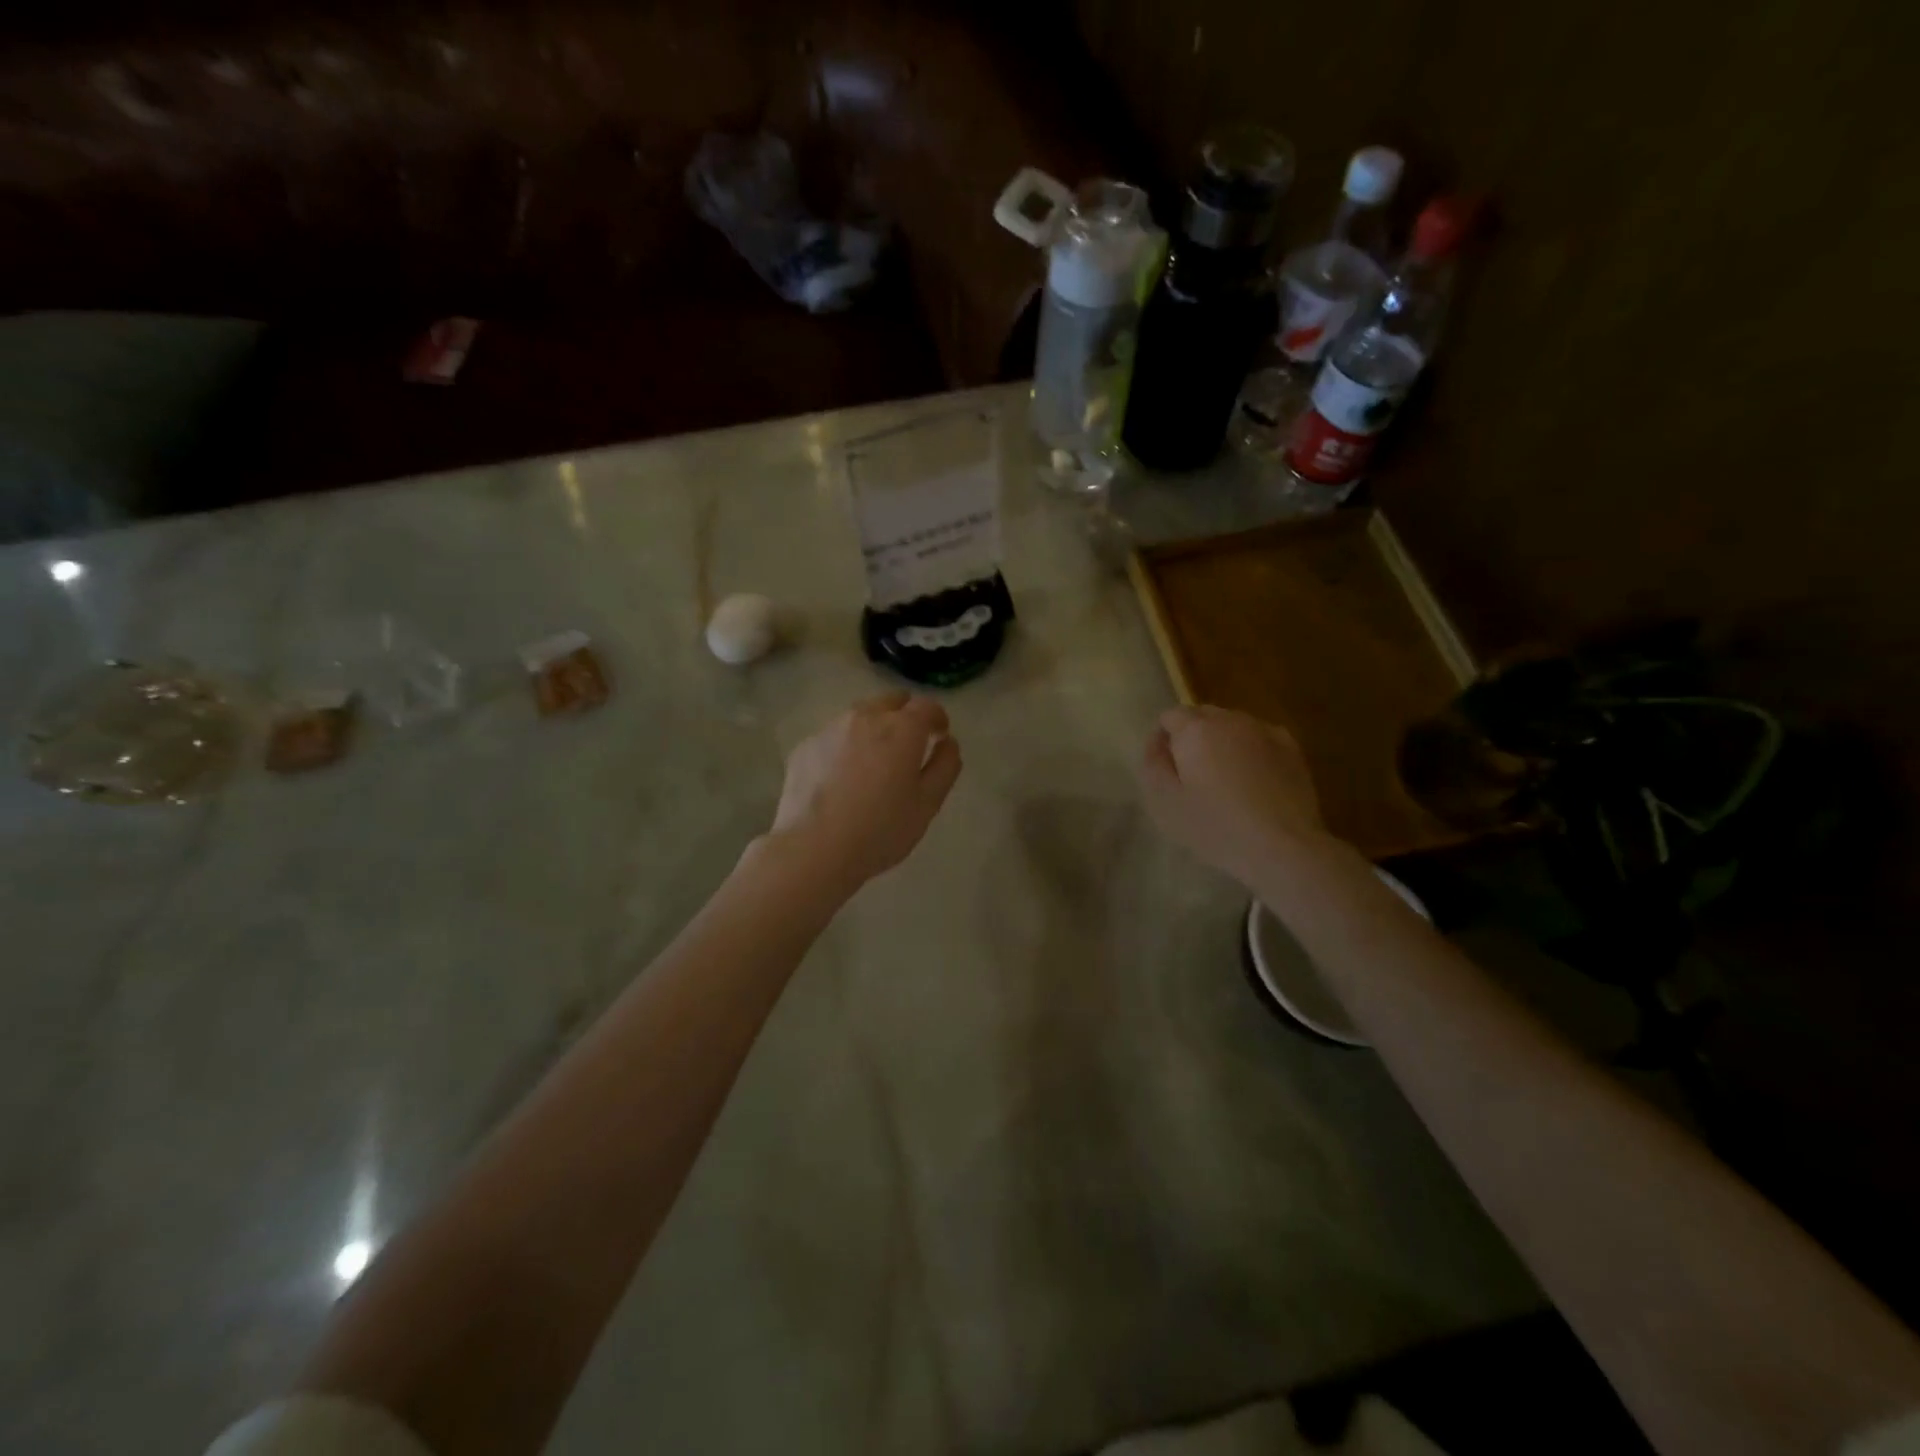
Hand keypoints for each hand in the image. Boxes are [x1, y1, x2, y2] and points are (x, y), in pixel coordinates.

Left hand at [768, 692, 962, 891]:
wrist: (814, 849)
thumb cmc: (880, 829)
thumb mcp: (928, 804)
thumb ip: (945, 766)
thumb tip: (948, 743)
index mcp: (902, 729)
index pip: (927, 706)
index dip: (937, 719)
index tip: (939, 736)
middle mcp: (866, 717)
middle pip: (891, 701)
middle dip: (905, 716)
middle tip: (908, 746)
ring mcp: (830, 729)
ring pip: (859, 715)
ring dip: (873, 728)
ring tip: (873, 762)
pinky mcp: (805, 746)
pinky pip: (833, 736)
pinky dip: (844, 747)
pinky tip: (841, 778)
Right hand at [1139, 705, 1336, 887]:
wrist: (1282, 847)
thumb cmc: (1214, 826)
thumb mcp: (1164, 802)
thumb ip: (1153, 764)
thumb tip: (1157, 741)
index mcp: (1196, 729)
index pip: (1170, 716)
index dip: (1163, 740)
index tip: (1167, 770)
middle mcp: (1231, 720)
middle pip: (1203, 716)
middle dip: (1193, 738)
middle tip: (1193, 777)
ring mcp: (1265, 731)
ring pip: (1233, 727)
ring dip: (1223, 744)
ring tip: (1226, 782)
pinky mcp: (1292, 749)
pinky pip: (1260, 740)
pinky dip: (1252, 753)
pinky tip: (1255, 783)